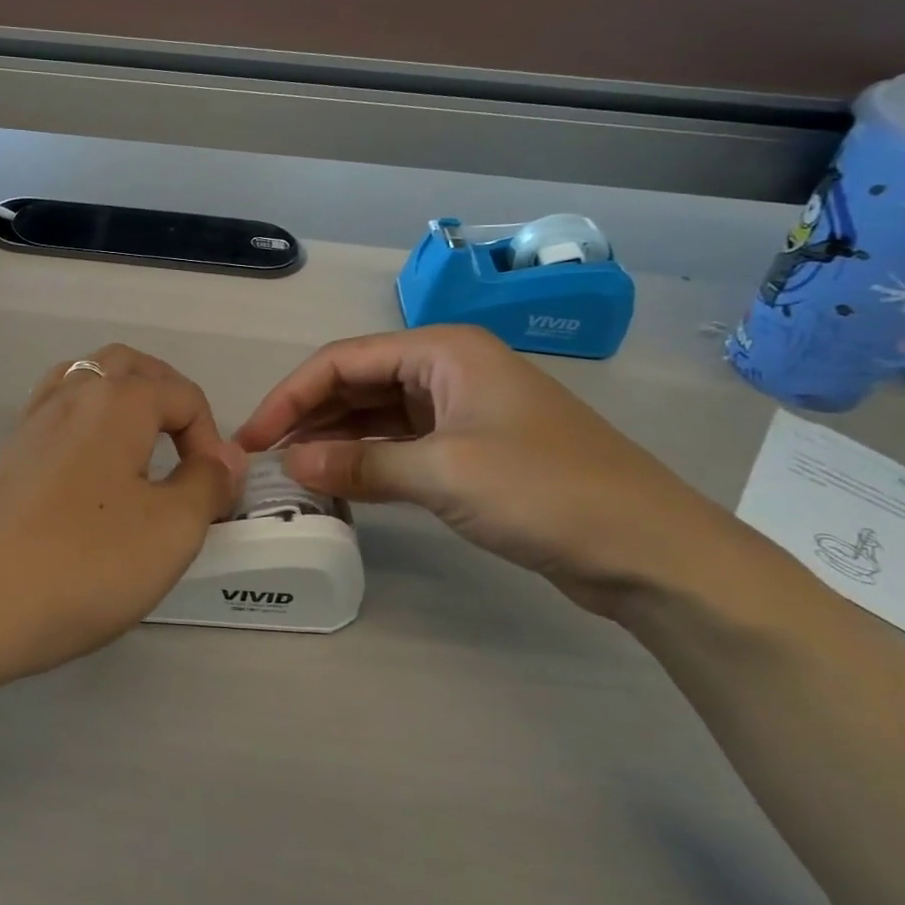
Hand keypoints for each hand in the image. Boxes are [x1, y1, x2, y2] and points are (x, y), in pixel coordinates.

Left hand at [0, 345, 245, 705]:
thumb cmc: (82, 564)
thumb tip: (222, 459)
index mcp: (115, 400)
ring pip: (86, 379)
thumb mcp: (169, 530)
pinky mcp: (6, 451)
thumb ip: (207, 484)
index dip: (211, 439)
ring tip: (141, 445)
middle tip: (184, 446)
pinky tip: (91, 466)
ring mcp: (30, 420)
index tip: (213, 494)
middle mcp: (71, 394)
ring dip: (123, 398)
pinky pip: (57, 410)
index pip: (182, 394)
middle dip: (167, 395)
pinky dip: (86, 419)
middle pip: (128, 366)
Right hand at [235, 325, 745, 616]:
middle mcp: (447, 370)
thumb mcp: (444, 474)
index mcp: (443, 351)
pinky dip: (365, 460)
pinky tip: (337, 482)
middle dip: (307, 416)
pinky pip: (399, 444)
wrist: (654, 553)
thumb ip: (360, 464)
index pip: (343, 361)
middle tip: (263, 458)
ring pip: (375, 415)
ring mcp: (459, 410)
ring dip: (333, 439)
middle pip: (356, 383)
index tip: (251, 436)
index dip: (290, 396)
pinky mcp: (469, 450)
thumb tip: (290, 464)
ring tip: (290, 471)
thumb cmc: (548, 493)